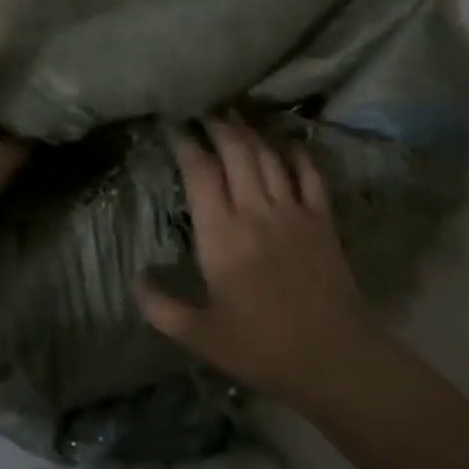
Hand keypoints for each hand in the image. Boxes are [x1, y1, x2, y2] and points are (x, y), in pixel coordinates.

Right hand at [137, 116, 377, 403]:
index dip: (187, 145)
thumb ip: (161, 308)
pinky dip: (298, 153)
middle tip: (205, 109)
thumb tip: (135, 279)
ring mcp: (293, 212)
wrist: (334, 359)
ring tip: (236, 114)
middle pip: (237, 152)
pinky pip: (310, 174)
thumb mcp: (201, 336)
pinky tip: (289, 141)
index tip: (175, 127)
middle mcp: (256, 212)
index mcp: (222, 236)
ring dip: (251, 132)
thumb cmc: (262, 348)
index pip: (200, 173)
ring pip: (269, 156)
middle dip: (219, 125)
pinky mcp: (323, 219)